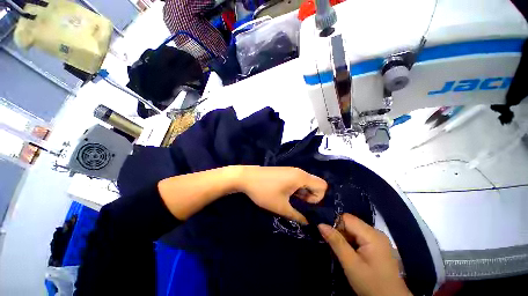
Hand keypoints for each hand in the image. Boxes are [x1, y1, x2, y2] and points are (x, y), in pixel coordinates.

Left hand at [237, 166, 326, 223]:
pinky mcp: (284, 172)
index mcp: (301, 177)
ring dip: (302, 194)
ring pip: (305, 183)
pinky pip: (296, 181)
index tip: (305, 205)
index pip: (322, 186)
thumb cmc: (264, 191)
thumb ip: (298, 216)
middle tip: (297, 205)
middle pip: (314, 184)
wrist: (246, 177)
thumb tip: (309, 223)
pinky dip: (295, 189)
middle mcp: (298, 171)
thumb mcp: (281, 207)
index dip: (317, 198)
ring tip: (290, 202)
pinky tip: (284, 195)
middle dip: (310, 197)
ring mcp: (290, 171)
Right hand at [318, 214, 410, 295]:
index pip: (347, 218)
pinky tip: (351, 253)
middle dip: (340, 231)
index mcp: (372, 235)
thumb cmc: (371, 284)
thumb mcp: (351, 264)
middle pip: (351, 222)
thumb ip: (336, 242)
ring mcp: (378, 239)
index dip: (335, 224)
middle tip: (334, 246)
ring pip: (354, 229)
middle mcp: (376, 232)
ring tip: (342, 252)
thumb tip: (321, 224)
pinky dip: (351, 242)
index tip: (328, 236)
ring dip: (345, 237)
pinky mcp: (378, 245)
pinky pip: (359, 236)